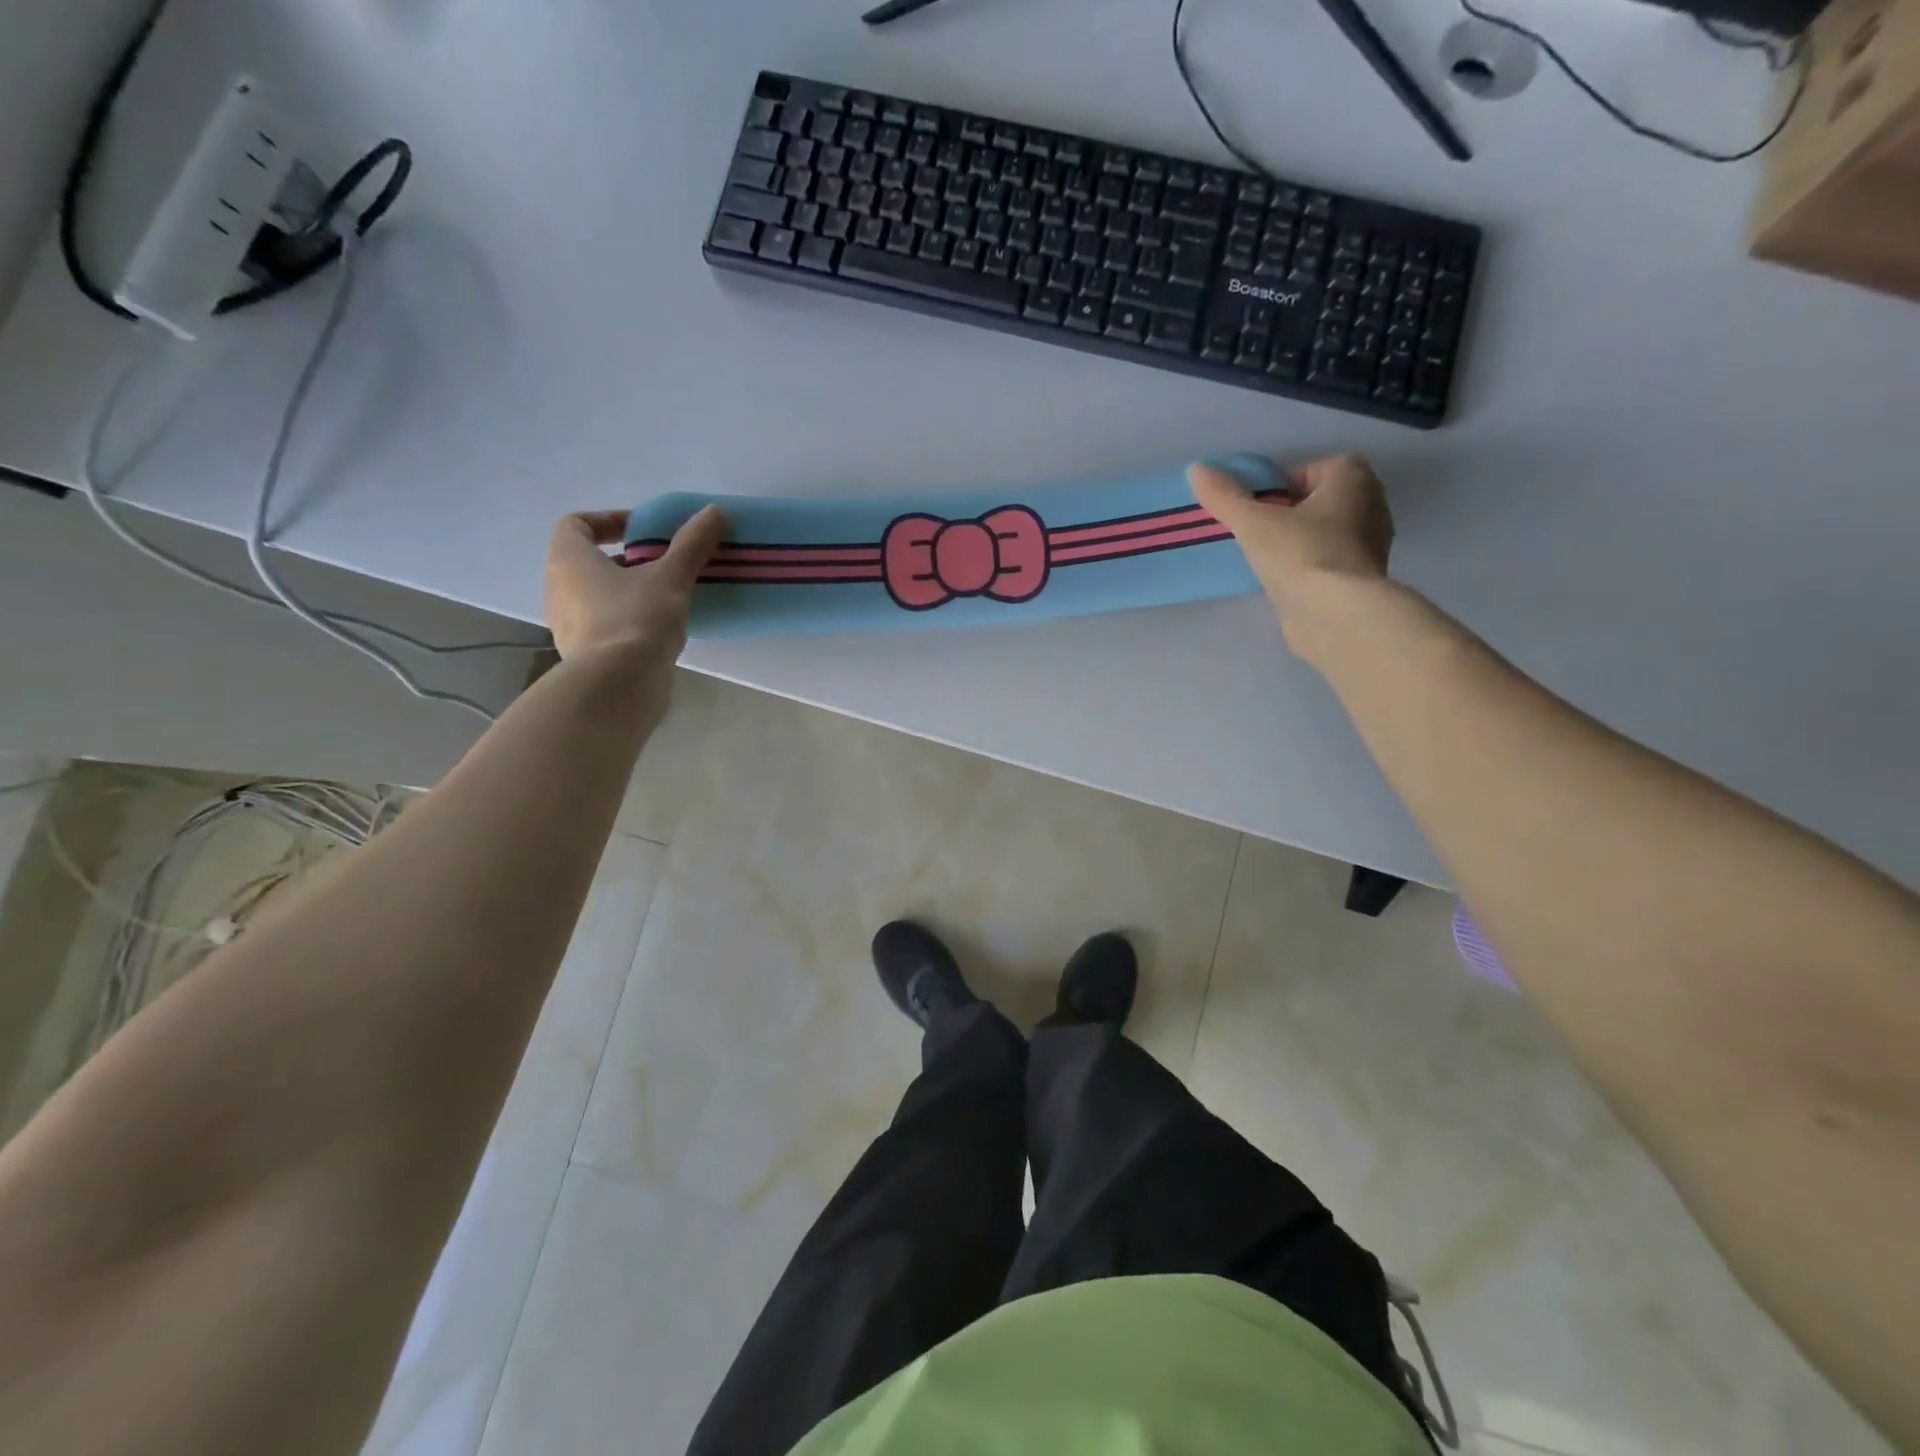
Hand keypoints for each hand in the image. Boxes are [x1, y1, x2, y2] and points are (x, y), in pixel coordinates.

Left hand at [545, 505, 727, 677]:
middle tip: (664, 564)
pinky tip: (662, 630)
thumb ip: (692, 544)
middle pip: (589, 561)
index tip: (645, 531)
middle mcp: (559, 589)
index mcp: (568, 560)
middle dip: (627, 559)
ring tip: (669, 598)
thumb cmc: (636, 620)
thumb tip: (715, 511)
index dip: (609, 519)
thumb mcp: (670, 577)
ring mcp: (569, 625)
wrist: (618, 687)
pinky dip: (630, 620)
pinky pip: (607, 625)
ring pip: (598, 595)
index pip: (576, 523)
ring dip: (630, 591)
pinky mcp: (586, 655)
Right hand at [1189, 454, 1393, 656]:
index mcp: (1353, 479)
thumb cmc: (1300, 554)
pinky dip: (1309, 567)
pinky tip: (1285, 583)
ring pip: (1326, 533)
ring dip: (1299, 541)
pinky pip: (1329, 562)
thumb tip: (1197, 468)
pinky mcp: (1362, 581)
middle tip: (1259, 532)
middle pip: (1321, 501)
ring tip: (1267, 560)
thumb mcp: (1253, 522)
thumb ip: (1225, 496)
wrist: (1335, 615)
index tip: (1258, 508)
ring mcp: (1371, 546)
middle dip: (1291, 513)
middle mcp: (1371, 505)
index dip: (1282, 485)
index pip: (1313, 469)